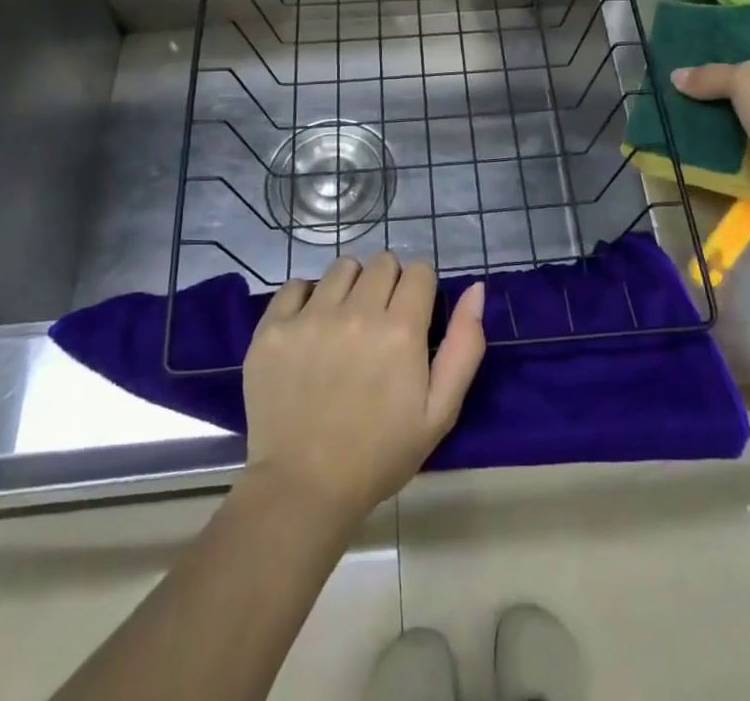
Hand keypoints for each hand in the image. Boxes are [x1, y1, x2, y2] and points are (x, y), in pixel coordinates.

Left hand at [242, 251, 484, 526]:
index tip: (413, 314)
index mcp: (401, 330)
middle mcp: (356, 312)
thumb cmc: (379, 454)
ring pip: (342, 267)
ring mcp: (310, 317)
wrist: (302, 488)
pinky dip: (307, 297)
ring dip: (351, 285)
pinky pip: (296, 285)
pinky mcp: (273, 328)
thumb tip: (476, 289)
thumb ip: (464, 346)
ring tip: (345, 320)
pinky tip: (310, 327)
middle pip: (382, 261)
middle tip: (380, 320)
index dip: (421, 288)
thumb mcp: (440, 412)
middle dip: (388, 282)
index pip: (419, 270)